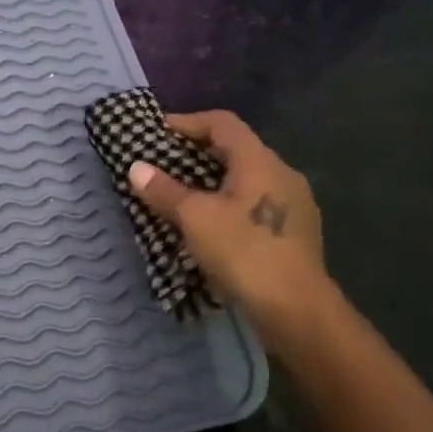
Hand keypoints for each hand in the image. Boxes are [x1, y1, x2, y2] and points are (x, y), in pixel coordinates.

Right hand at [126, 110, 329, 337]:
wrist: (296, 309)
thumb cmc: (244, 252)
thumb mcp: (195, 218)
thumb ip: (164, 190)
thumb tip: (136, 167)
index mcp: (260, 160)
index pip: (222, 123)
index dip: (187, 122)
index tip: (157, 133)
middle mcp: (282, 173)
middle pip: (235, 149)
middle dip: (197, 154)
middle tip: (164, 165)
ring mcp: (294, 203)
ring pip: (246, 179)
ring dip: (213, 182)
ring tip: (182, 197)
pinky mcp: (295, 231)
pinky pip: (255, 203)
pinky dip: (229, 204)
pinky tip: (211, 226)